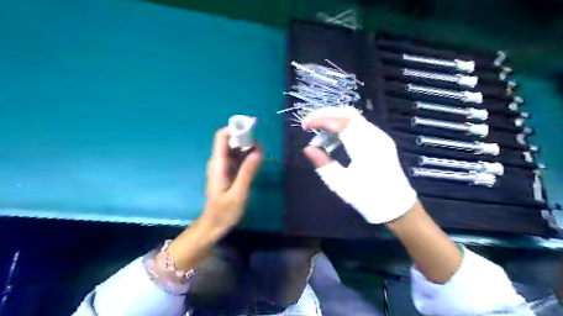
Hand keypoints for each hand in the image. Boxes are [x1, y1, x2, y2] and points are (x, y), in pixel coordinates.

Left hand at [202, 128, 263, 230]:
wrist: (214, 225)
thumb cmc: (224, 212)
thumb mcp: (238, 194)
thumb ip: (247, 173)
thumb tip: (257, 152)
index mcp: (218, 164)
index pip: (222, 137)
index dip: (235, 129)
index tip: (251, 129)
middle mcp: (219, 162)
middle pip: (230, 140)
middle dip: (246, 139)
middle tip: (261, 150)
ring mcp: (224, 167)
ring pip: (235, 149)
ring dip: (248, 148)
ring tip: (261, 157)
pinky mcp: (229, 172)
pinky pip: (238, 158)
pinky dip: (247, 157)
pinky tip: (256, 163)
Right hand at [301, 107, 414, 222]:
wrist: (396, 206)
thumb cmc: (367, 197)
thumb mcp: (340, 184)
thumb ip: (322, 164)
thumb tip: (307, 148)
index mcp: (364, 147)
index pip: (339, 122)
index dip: (320, 119)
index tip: (304, 125)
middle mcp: (375, 136)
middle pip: (348, 113)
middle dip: (326, 114)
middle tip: (310, 124)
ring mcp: (380, 136)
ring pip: (354, 118)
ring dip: (334, 122)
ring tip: (320, 139)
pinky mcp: (381, 140)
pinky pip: (360, 126)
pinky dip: (344, 128)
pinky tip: (335, 142)